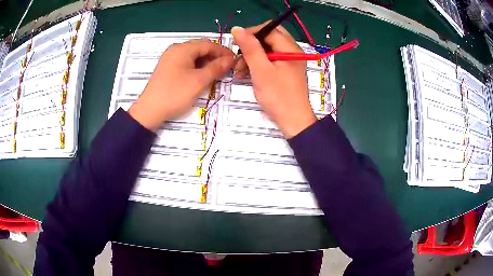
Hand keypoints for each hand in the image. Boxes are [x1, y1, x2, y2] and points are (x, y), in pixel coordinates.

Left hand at [128, 39, 234, 130]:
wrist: (149, 110)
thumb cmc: (175, 93)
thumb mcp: (199, 81)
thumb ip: (216, 68)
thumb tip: (231, 59)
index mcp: (183, 48)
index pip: (208, 44)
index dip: (223, 51)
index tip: (235, 60)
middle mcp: (176, 49)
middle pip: (200, 48)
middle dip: (215, 56)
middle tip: (226, 68)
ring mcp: (170, 58)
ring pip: (193, 55)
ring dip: (206, 62)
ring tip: (215, 73)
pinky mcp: (167, 67)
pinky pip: (185, 62)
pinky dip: (196, 66)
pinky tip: (201, 75)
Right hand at [231, 23, 315, 137]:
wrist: (294, 121)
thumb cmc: (278, 97)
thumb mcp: (261, 70)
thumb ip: (250, 48)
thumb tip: (237, 29)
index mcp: (290, 48)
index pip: (269, 29)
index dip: (251, 33)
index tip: (236, 44)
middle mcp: (292, 51)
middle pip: (269, 37)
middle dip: (251, 45)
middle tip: (239, 57)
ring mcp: (290, 61)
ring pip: (268, 49)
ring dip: (252, 56)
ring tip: (239, 70)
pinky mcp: (286, 70)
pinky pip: (270, 60)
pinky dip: (258, 64)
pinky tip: (247, 74)